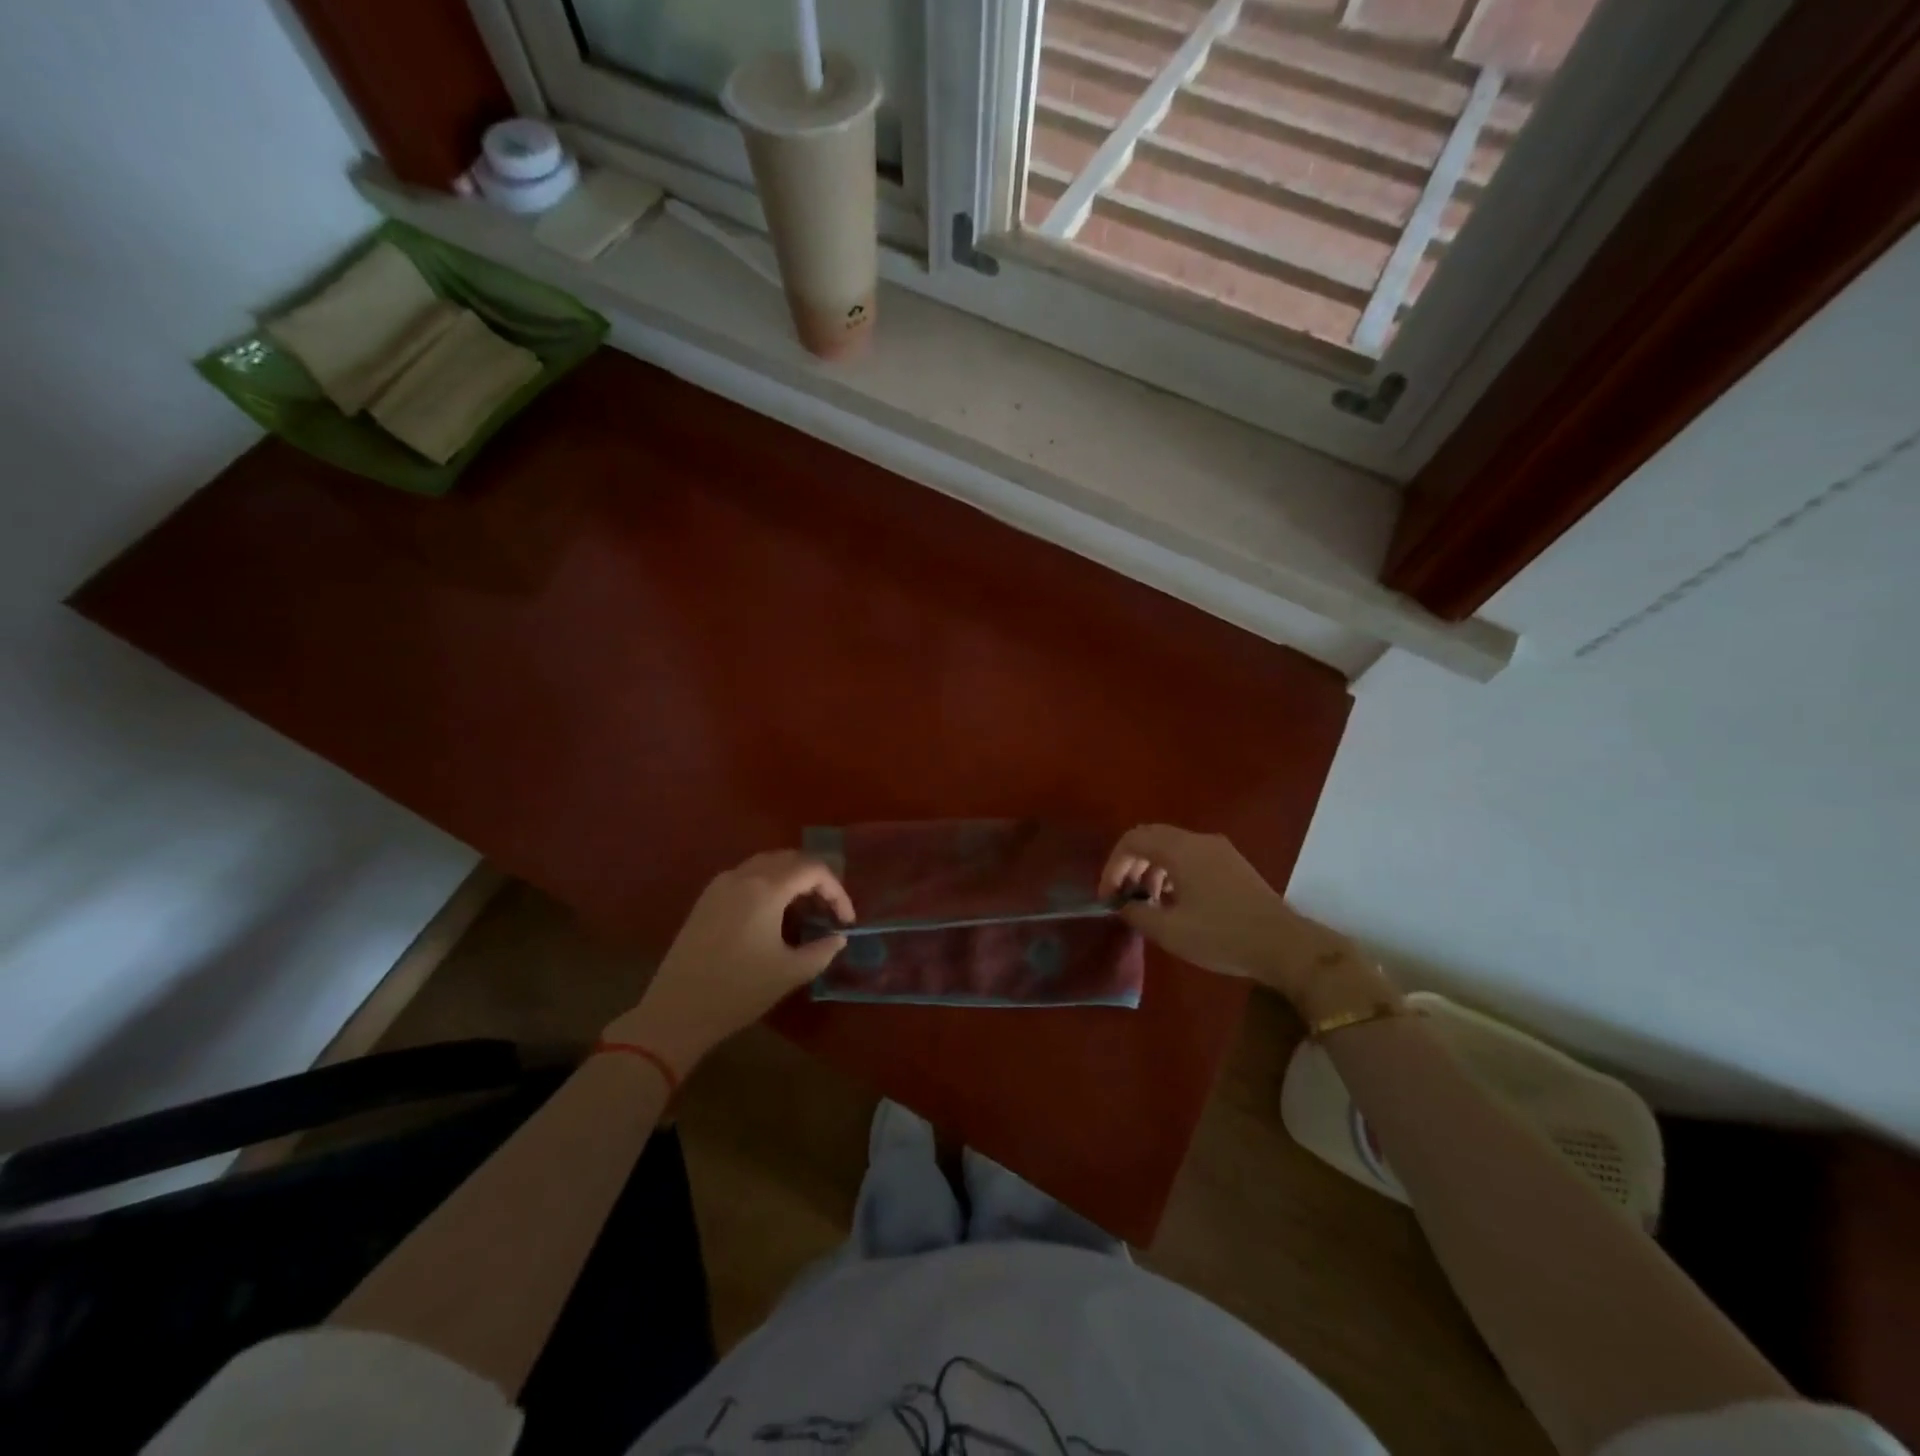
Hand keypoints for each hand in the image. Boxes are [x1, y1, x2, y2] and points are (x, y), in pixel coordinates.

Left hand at [604, 851, 853, 1077]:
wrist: (676, 1012)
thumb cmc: (738, 991)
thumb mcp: (790, 973)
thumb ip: (822, 950)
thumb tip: (838, 937)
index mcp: (766, 889)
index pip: (814, 870)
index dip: (837, 891)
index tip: (846, 921)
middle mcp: (743, 876)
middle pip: (791, 859)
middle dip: (817, 880)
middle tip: (829, 910)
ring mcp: (721, 885)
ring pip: (768, 864)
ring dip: (793, 879)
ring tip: (806, 910)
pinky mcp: (707, 899)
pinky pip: (747, 876)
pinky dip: (770, 884)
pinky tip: (774, 914)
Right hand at [1100, 825, 1391, 1019]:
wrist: (1285, 946)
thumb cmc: (1223, 936)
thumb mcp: (1170, 931)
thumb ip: (1138, 913)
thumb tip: (1124, 905)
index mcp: (1181, 850)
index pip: (1133, 840)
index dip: (1113, 865)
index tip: (1108, 896)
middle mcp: (1199, 840)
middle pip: (1151, 838)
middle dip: (1130, 864)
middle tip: (1122, 896)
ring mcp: (1219, 850)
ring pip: (1172, 847)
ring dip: (1151, 869)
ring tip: (1147, 903)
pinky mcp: (1232, 865)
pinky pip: (1190, 857)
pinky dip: (1172, 872)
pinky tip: (1174, 903)